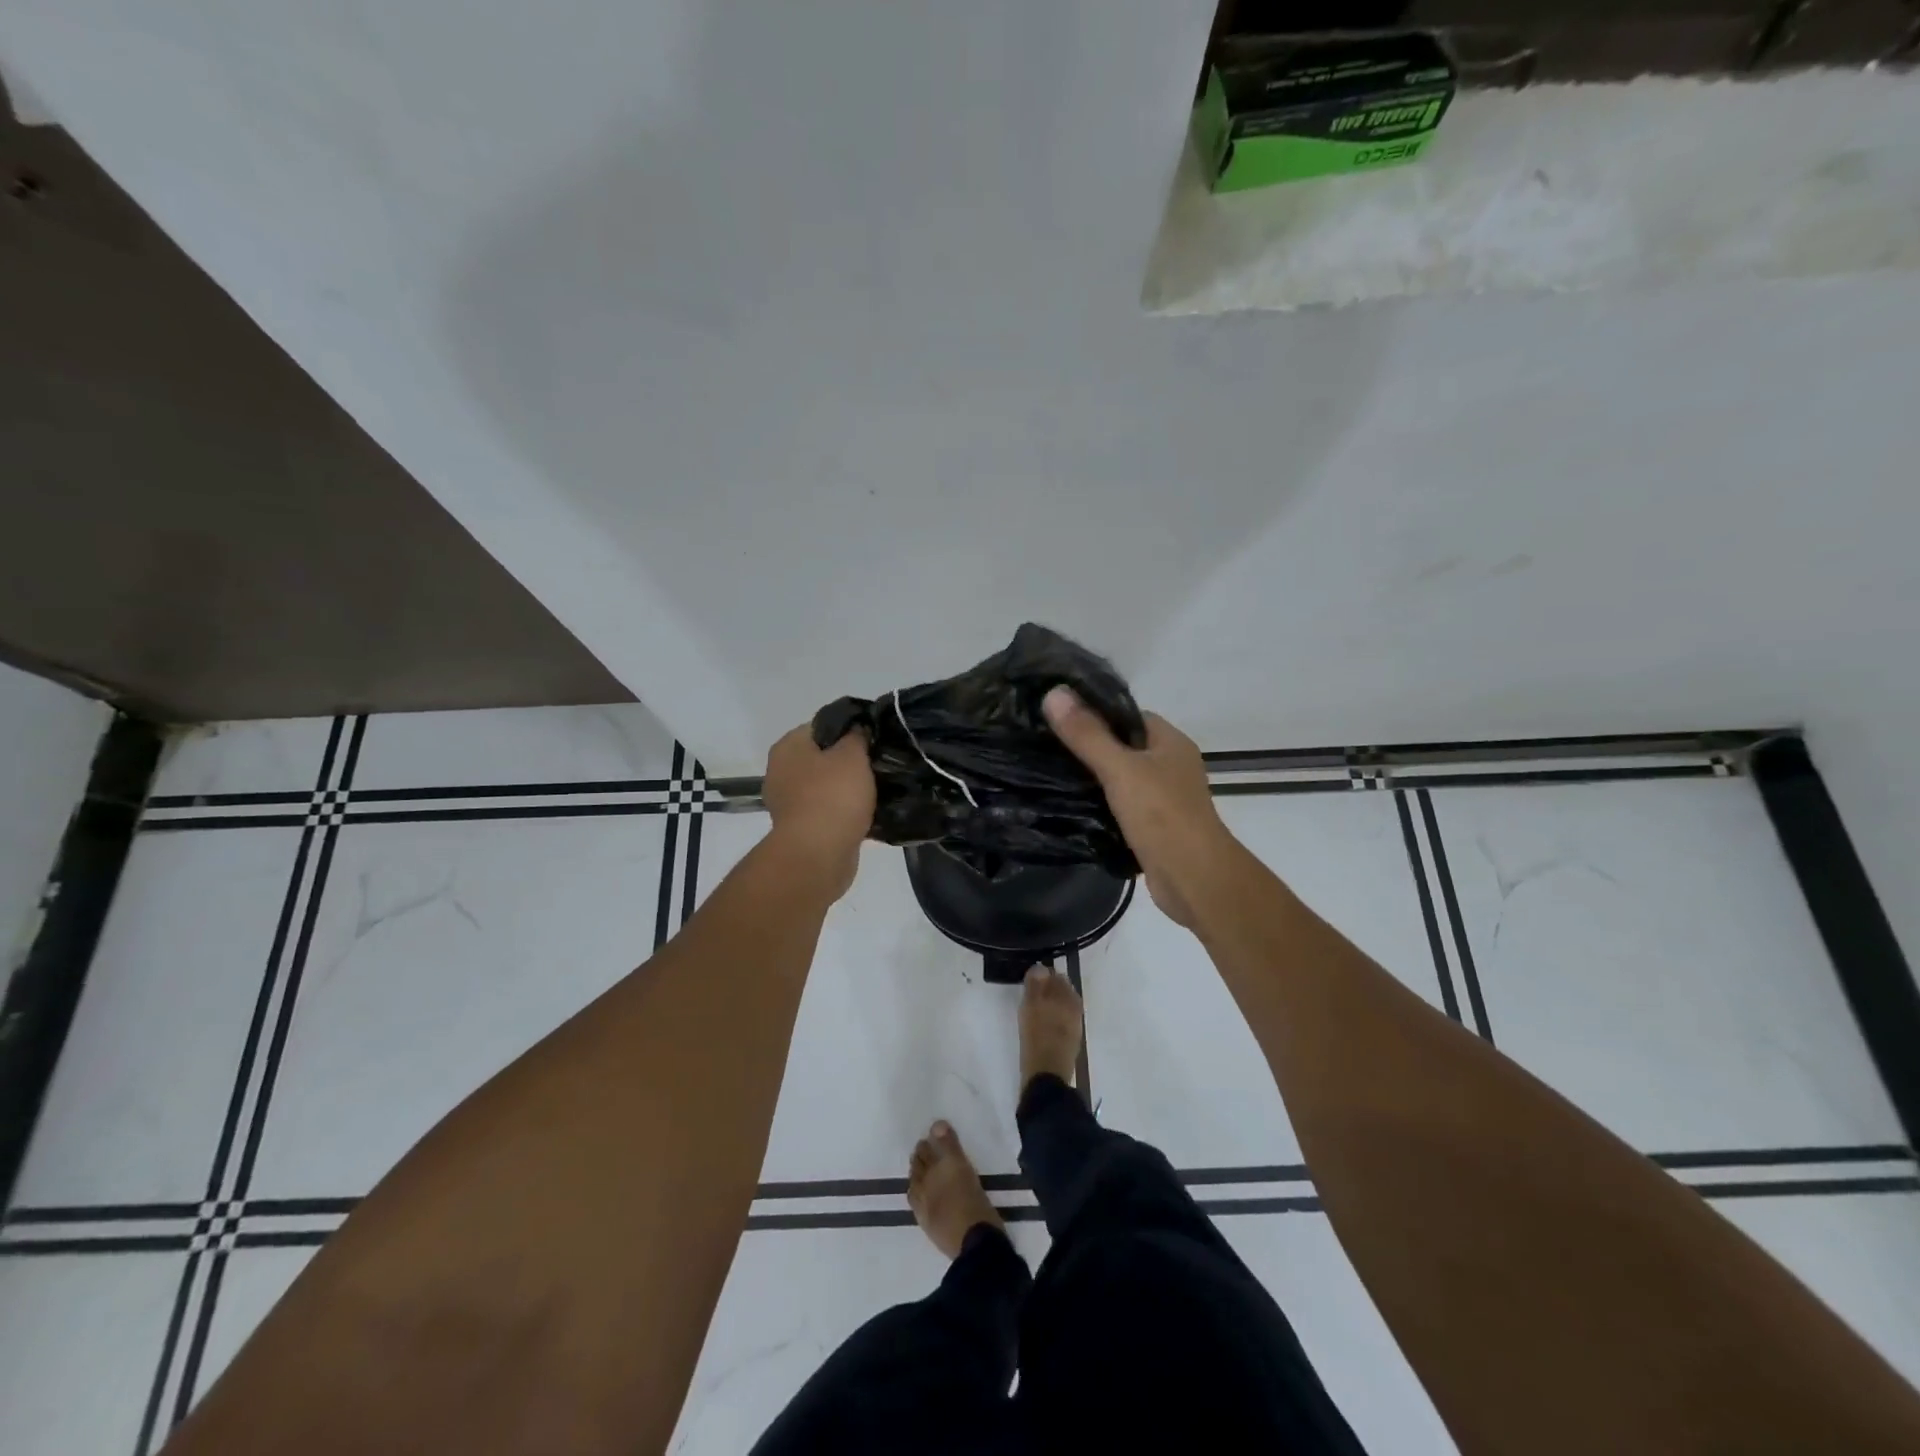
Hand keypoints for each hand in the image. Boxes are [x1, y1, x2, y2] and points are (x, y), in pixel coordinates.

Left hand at [761, 724, 875, 899]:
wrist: (818, 856)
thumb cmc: (832, 796)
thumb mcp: (852, 755)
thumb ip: (857, 736)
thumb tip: (858, 729)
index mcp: (789, 747)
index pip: (822, 725)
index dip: (851, 727)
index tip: (875, 735)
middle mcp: (782, 772)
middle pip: (824, 757)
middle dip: (851, 760)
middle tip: (881, 762)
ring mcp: (790, 803)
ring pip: (828, 786)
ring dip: (851, 789)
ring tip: (882, 788)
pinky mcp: (803, 829)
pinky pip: (830, 812)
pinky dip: (847, 813)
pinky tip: (872, 813)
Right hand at [1043, 688, 1230, 928]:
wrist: (1194, 878)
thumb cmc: (1161, 814)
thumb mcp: (1119, 768)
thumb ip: (1086, 734)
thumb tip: (1053, 692)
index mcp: (1170, 742)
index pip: (1127, 715)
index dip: (1094, 713)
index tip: (1058, 717)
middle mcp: (1171, 765)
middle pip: (1123, 746)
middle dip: (1088, 746)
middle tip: (1045, 746)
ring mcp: (1165, 798)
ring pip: (1121, 778)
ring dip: (1093, 779)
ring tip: (1050, 774)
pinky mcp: (1155, 827)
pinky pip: (1122, 806)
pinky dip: (1100, 806)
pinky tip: (1071, 807)